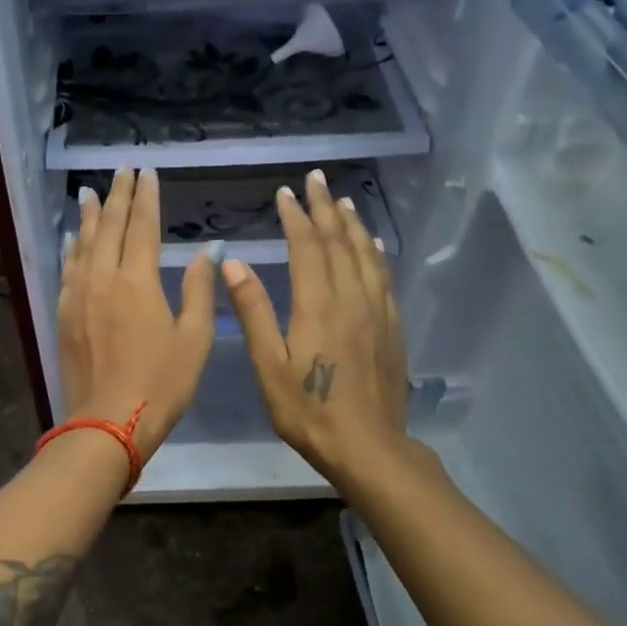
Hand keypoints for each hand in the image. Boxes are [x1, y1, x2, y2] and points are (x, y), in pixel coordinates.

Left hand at [59, 168, 216, 458]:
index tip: (147, 172)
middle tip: (121, 170)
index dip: (146, 197)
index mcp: (139, 281)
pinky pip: (67, 270)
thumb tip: (208, 250)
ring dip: (90, 216)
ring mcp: (78, 296)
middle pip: (110, 227)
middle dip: (117, 196)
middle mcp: (104, 278)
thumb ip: (200, 289)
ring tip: (91, 193)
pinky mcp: (64, 314)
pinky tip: (72, 239)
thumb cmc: (161, 383)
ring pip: (84, 244)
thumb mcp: (194, 338)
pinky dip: (72, 249)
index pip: (143, 226)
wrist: (108, 422)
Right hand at [222, 169, 419, 490]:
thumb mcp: (269, 364)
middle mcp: (352, 298)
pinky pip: (384, 277)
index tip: (286, 192)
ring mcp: (377, 312)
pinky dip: (375, 254)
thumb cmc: (309, 410)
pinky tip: (373, 247)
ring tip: (343, 202)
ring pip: (366, 255)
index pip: (307, 247)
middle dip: (324, 208)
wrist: (369, 447)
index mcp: (318, 305)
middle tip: (316, 179)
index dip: (295, 217)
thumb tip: (234, 262)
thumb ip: (254, 311)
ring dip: (352, 225)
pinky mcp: (392, 327)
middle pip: (339, 242)